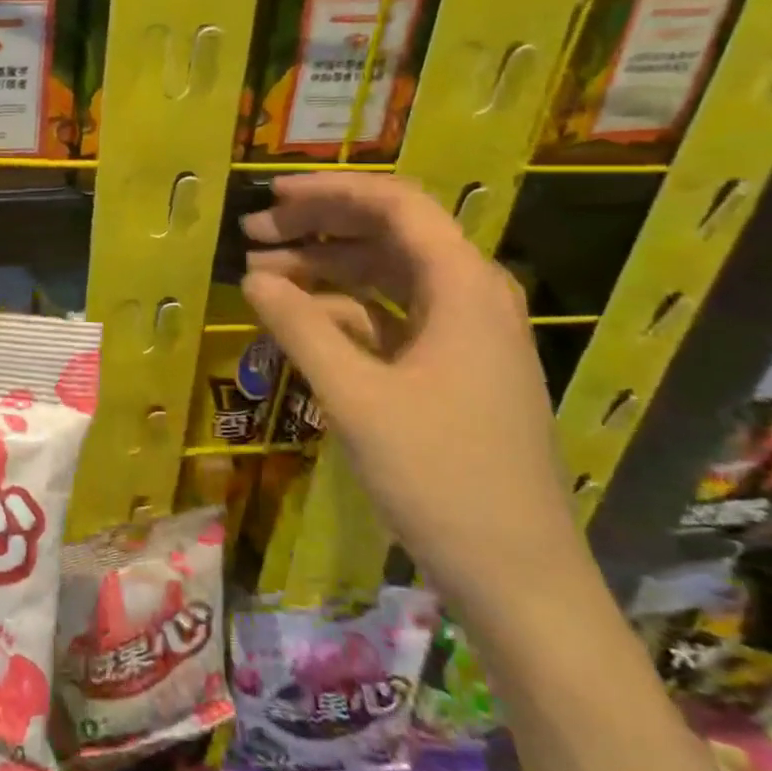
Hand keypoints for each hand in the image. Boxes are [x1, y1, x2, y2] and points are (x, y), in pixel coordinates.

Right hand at [241, 174, 585, 617]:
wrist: (520, 579)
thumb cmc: (441, 477)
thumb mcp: (357, 397)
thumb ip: (300, 327)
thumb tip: (251, 277)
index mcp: (464, 285)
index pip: (395, 204)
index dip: (329, 191)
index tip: (272, 195)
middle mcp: (471, 295)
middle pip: (387, 234)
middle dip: (317, 228)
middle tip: (253, 234)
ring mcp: (465, 334)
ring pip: (386, 276)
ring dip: (325, 270)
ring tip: (262, 275)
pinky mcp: (453, 368)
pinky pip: (392, 318)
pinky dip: (345, 312)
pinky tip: (300, 322)